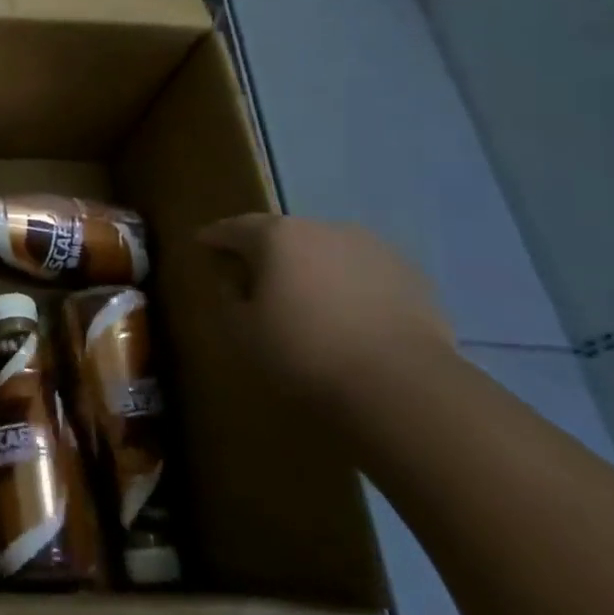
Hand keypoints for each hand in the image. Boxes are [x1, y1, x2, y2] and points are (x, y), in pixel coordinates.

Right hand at [199, 215, 453, 404]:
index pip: (234, 227)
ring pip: (328, 251)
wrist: (404, 386)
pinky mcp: (411, 276)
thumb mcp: (243, 331)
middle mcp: (324, 229)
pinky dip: (351, 286)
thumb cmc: (305, 352)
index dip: (215, 236)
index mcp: (277, 236)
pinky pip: (365, 274)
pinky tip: (350, 316)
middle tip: (254, 275)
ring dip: (312, 267)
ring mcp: (373, 249)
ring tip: (307, 298)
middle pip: (284, 234)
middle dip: (267, 252)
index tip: (202, 243)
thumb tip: (235, 282)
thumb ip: (230, 298)